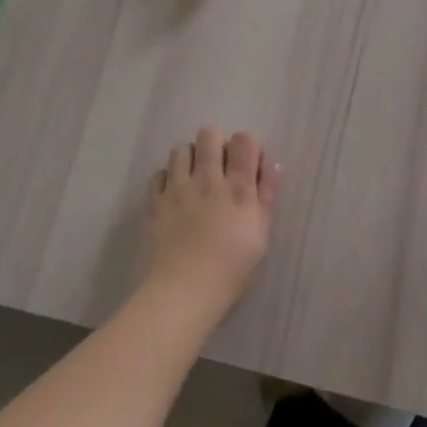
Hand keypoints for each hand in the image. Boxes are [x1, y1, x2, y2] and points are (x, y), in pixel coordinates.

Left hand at [145, 126, 279, 315]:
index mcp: (238, 188)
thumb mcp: (261, 236)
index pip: (244, 140)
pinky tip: (173, 196)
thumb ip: (267, 197)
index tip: (247, 166)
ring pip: (181, 149)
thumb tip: (271, 165)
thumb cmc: (231, 269)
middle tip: (219, 171)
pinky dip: (167, 179)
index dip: (247, 146)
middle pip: (209, 134)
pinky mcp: (154, 201)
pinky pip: (158, 173)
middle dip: (216, 146)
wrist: (184, 292)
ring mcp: (177, 188)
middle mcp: (207, 179)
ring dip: (190, 160)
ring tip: (194, 181)